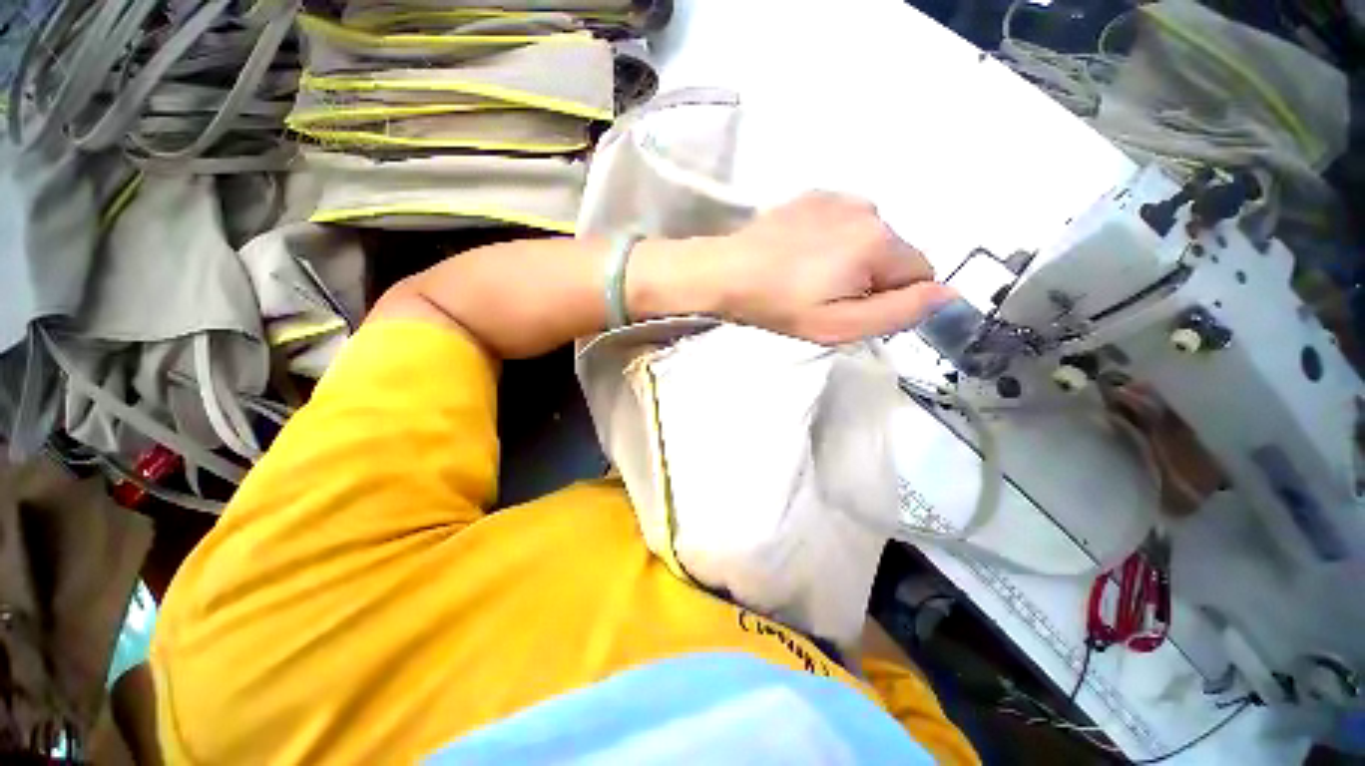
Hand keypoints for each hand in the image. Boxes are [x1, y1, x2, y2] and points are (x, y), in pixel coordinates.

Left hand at [708, 192, 955, 343]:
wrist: (726, 273)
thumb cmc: (780, 305)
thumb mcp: (839, 325)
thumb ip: (899, 312)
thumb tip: (948, 294)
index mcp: (879, 242)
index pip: (921, 274)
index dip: (892, 299)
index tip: (853, 308)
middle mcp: (868, 210)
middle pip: (895, 255)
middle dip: (873, 279)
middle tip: (826, 297)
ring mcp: (839, 198)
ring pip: (869, 239)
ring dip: (852, 260)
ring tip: (808, 277)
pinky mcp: (815, 197)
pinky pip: (844, 224)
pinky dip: (833, 241)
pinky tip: (800, 255)